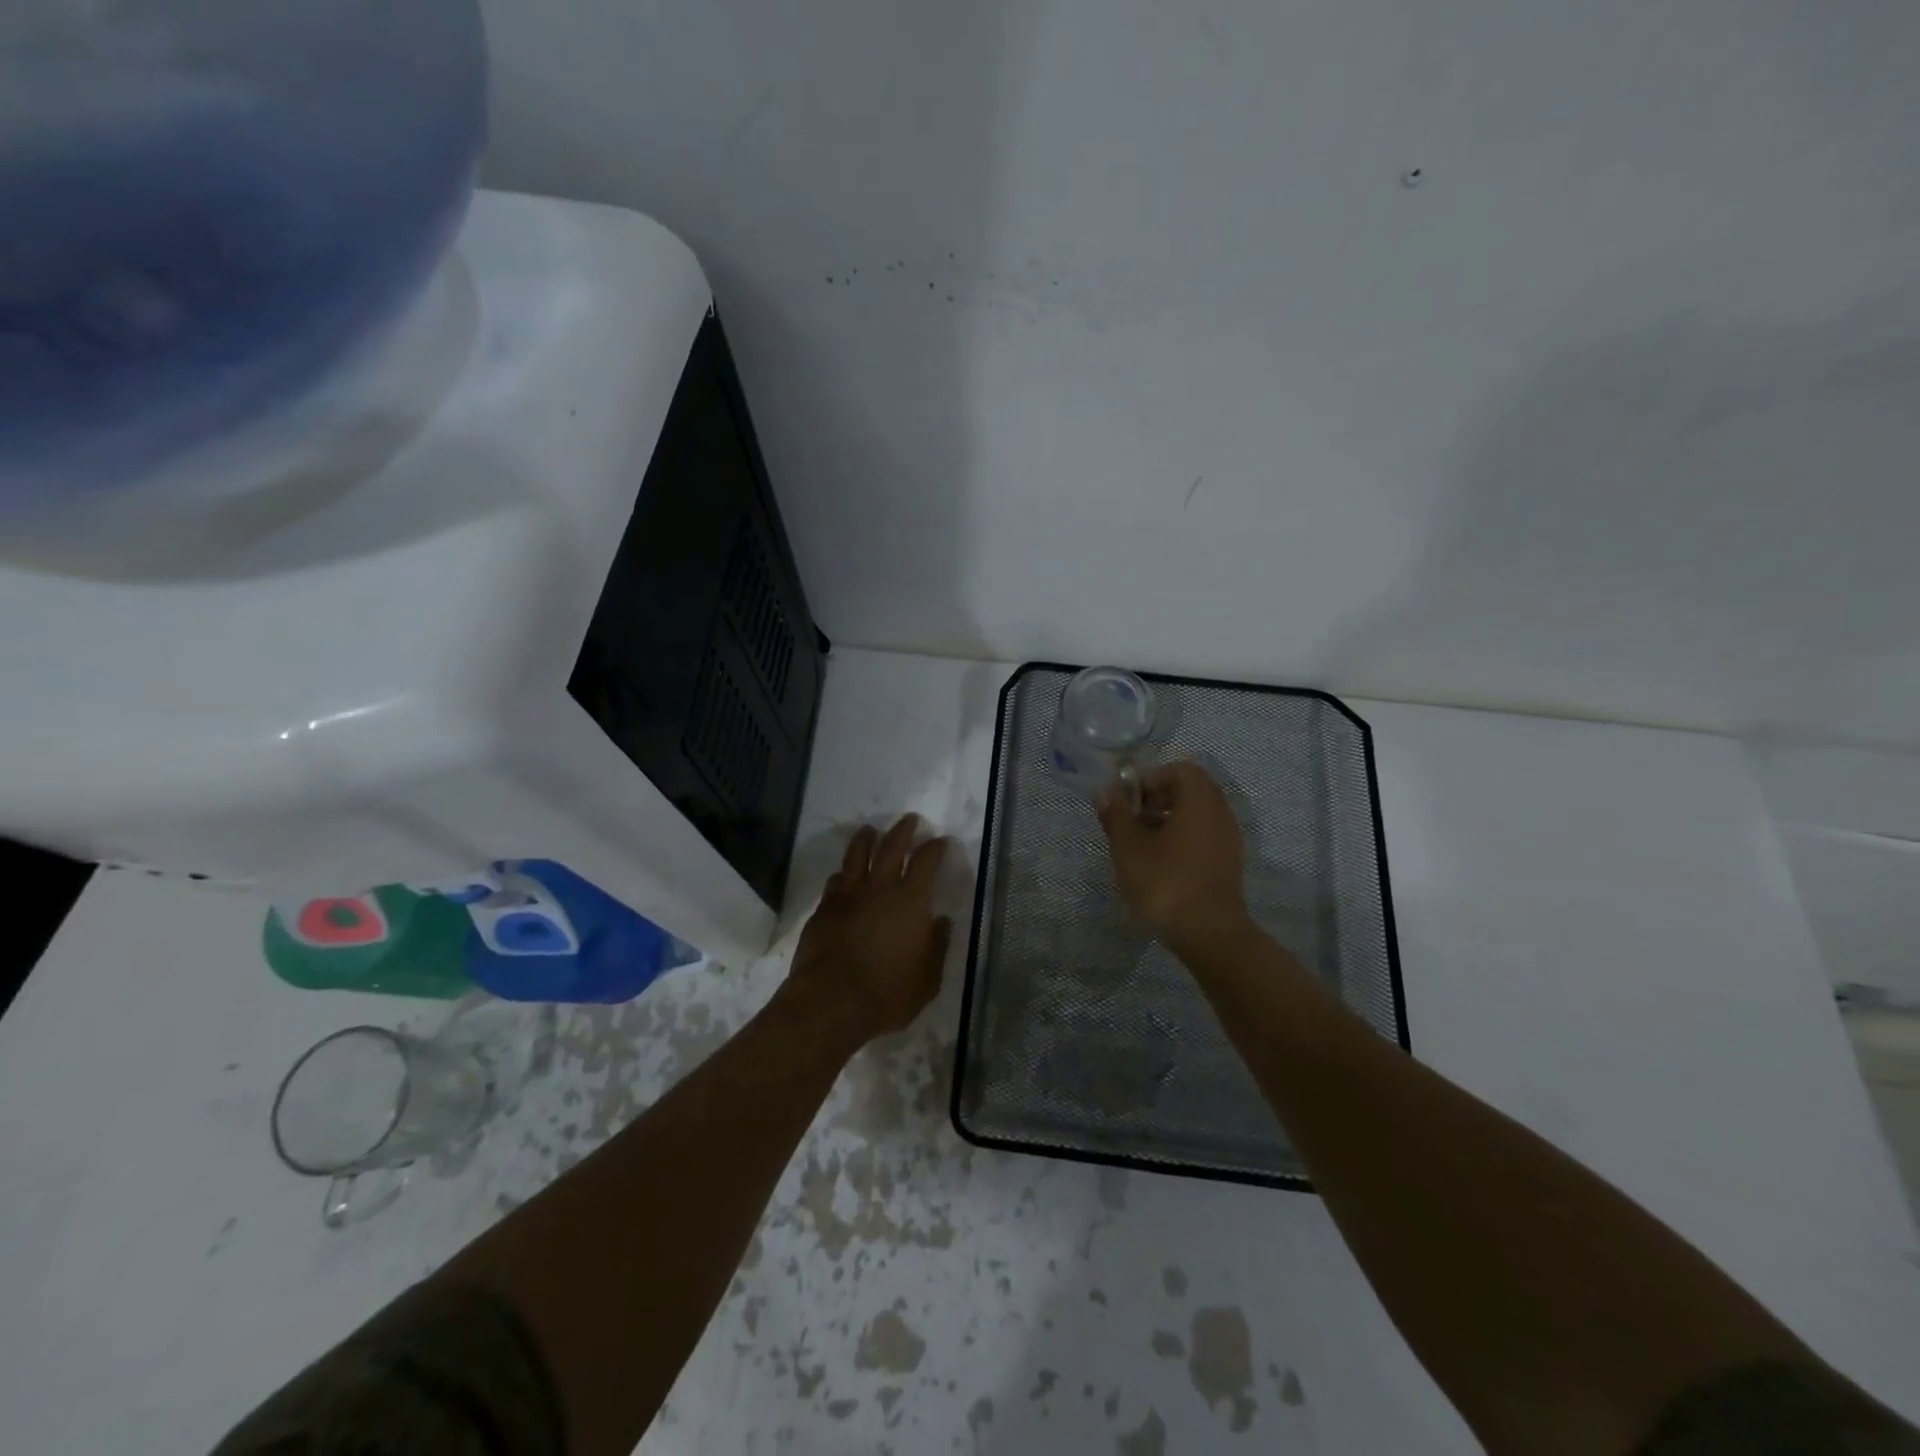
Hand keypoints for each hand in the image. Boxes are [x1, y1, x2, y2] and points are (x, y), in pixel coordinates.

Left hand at [788, 815, 952, 1042]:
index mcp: (910, 901)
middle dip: (903, 830)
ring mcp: (847, 896)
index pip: (926, 861)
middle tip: (909, 819)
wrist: (830, 1003)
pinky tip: (843, 875)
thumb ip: (937, 947)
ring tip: (870, 830)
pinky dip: (843, 873)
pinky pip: (835, 881)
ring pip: (857, 855)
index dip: (935, 847)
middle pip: (891, 846)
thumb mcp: (927, 980)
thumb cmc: (887, 994)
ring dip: (866, 839)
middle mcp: (879, 889)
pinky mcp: (823, 909)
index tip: (940, 841)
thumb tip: (941, 922)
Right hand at [1097, 761, 1251, 958]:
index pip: (1179, 770)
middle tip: (1133, 820)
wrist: (1209, 935)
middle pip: (1190, 790)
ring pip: (1197, 814)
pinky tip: (1160, 863)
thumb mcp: (1129, 848)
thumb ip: (1116, 815)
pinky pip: (1204, 835)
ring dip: (1169, 819)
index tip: (1128, 801)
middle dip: (1158, 799)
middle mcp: (1220, 813)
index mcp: (1200, 801)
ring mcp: (1229, 839)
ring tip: (1142, 844)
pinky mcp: (1228, 863)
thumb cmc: (1166, 883)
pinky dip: (1182, 838)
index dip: (1150, 779)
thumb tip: (1106, 790)